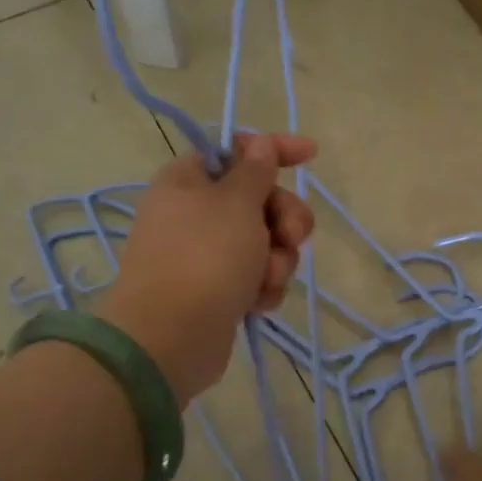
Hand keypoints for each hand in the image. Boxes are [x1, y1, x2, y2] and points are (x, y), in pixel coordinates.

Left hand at [102, 133, 315, 403]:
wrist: (170, 337)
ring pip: (265, 243)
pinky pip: (256, 278)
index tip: (311, 155)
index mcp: (189, 180)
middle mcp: (195, 213)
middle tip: (292, 236)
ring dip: (277, 259)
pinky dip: (263, 287)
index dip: (276, 148)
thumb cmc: (205, 257)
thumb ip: (255, 170)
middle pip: (259, 200)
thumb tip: (258, 143)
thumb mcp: (237, 203)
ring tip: (266, 280)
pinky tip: (257, 303)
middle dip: (284, 218)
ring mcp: (206, 255)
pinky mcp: (218, 291)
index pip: (237, 150)